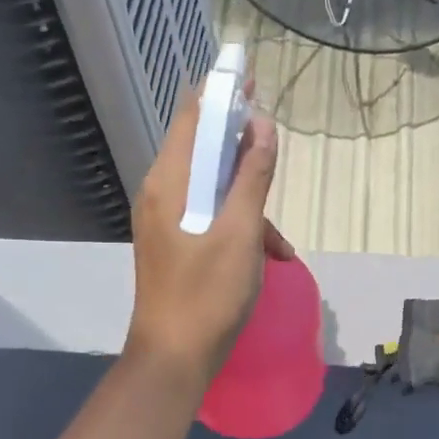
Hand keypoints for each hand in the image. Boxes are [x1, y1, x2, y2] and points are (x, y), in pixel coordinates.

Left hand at [125, 81, 294, 388]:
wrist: (174, 358)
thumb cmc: (208, 294)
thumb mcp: (241, 233)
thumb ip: (252, 178)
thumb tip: (262, 126)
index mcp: (168, 183)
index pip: (191, 117)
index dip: (221, 94)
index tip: (251, 80)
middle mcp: (160, 194)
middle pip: (202, 151)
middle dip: (242, 151)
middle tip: (274, 152)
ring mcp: (165, 222)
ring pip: (211, 190)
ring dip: (248, 203)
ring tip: (279, 243)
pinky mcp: (174, 246)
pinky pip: (208, 219)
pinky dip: (237, 228)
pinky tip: (267, 257)